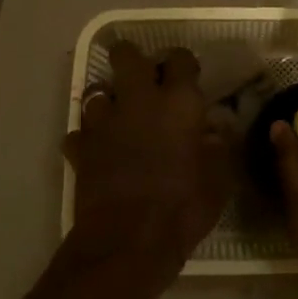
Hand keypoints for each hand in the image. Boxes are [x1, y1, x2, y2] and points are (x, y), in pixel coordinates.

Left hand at [65, 43, 233, 273]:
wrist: (127, 242)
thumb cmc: (183, 207)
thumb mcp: (219, 179)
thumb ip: (218, 146)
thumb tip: (215, 128)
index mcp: (178, 102)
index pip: (180, 59)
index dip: (182, 62)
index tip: (187, 73)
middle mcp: (139, 100)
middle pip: (126, 56)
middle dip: (131, 57)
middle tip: (140, 73)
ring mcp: (105, 122)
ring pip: (96, 91)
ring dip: (106, 98)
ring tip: (117, 112)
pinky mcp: (81, 148)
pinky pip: (78, 132)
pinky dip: (86, 138)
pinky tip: (96, 150)